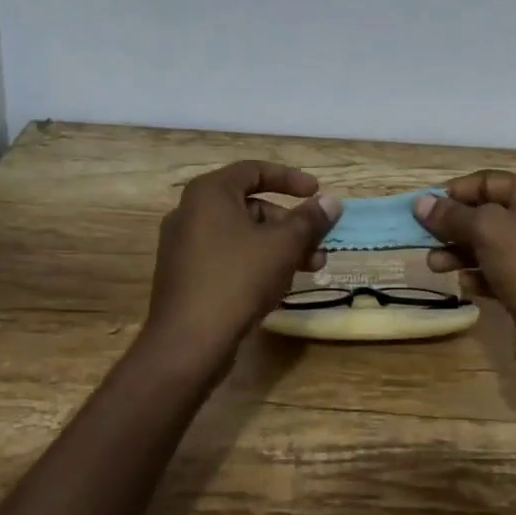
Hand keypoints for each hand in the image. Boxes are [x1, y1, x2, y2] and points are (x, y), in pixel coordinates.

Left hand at [141, 160, 341, 374]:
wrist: (187, 343)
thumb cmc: (237, 280)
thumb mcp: (283, 246)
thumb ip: (309, 219)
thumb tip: (331, 201)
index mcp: (209, 193)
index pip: (255, 171)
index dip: (290, 179)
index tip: (317, 193)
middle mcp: (191, 212)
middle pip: (251, 206)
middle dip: (290, 224)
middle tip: (318, 243)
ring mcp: (184, 245)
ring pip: (243, 235)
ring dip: (280, 247)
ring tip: (312, 268)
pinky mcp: (185, 275)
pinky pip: (228, 257)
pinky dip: (256, 262)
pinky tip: (280, 285)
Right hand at [416, 172, 515, 438]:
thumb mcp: (487, 230)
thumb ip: (452, 215)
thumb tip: (420, 203)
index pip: (489, 182)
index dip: (456, 191)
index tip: (425, 205)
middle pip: (487, 215)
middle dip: (453, 226)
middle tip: (422, 237)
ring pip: (488, 247)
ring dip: (458, 253)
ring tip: (433, 265)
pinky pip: (496, 274)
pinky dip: (478, 276)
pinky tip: (465, 286)